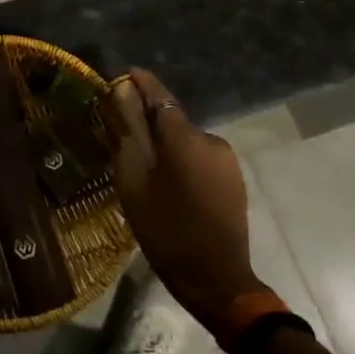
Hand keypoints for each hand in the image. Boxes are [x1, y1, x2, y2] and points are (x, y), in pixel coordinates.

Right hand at [111, 68, 265, 335]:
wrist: (216, 278)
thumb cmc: (166, 229)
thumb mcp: (133, 182)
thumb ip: (127, 134)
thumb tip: (121, 96)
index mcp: (183, 137)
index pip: (160, 96)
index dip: (141, 83)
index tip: (123, 75)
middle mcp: (210, 139)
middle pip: (173, 120)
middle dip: (149, 121)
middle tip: (123, 133)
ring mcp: (226, 160)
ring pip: (186, 141)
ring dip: (167, 145)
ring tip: (145, 166)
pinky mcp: (233, 179)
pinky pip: (200, 158)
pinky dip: (182, 161)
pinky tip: (169, 183)